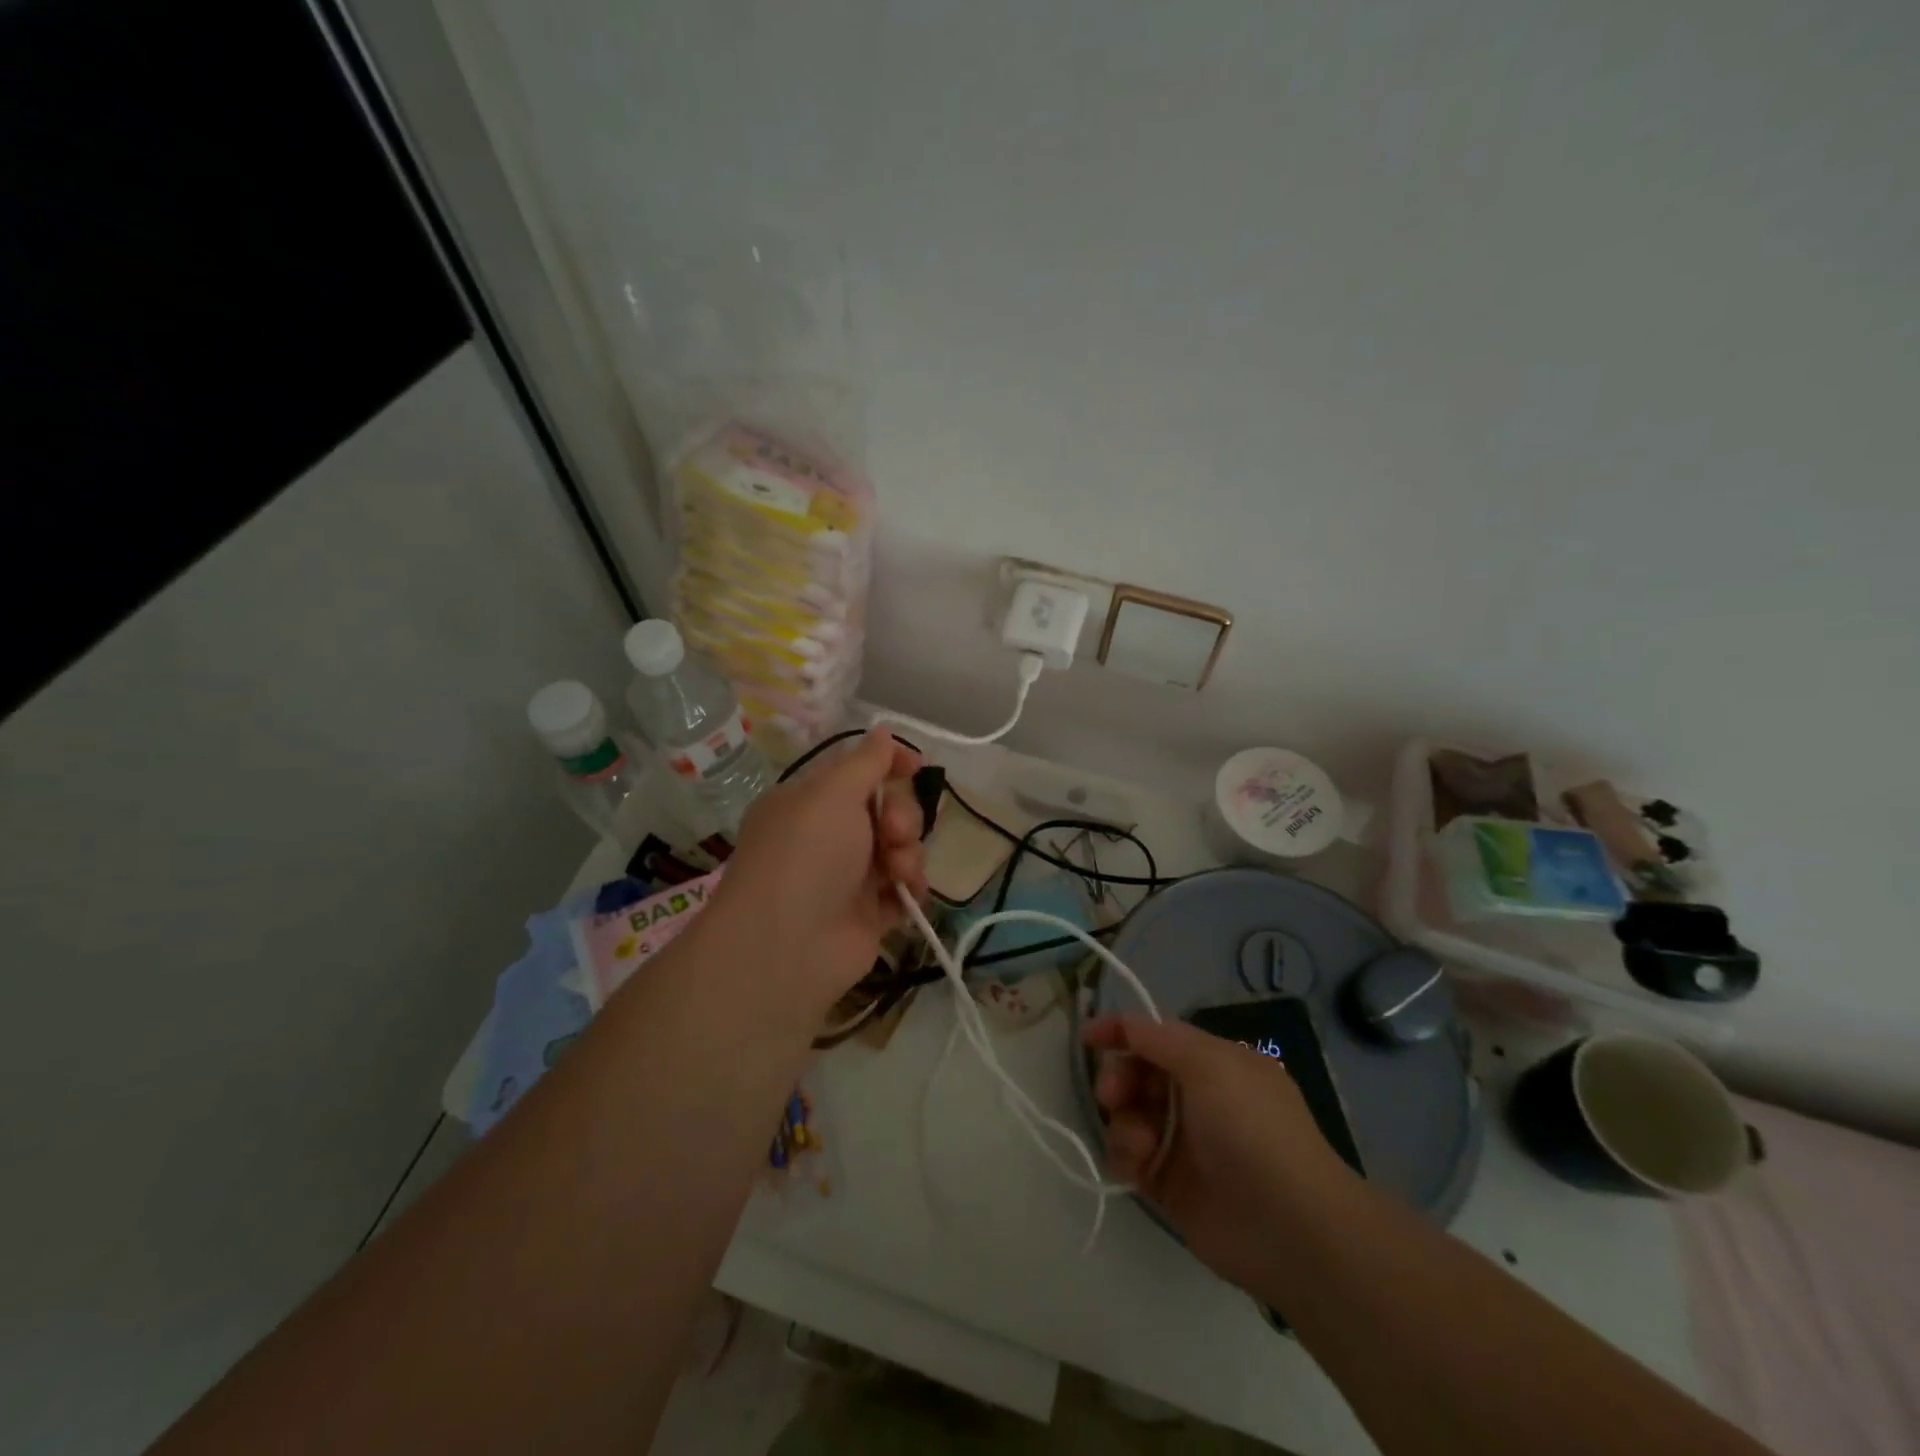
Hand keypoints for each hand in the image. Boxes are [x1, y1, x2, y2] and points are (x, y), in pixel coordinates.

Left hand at [715, 728, 928, 1013]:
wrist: (786, 948)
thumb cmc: (806, 855)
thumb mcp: (833, 793)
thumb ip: (866, 762)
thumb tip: (882, 731)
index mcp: (809, 802)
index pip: (856, 771)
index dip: (889, 765)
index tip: (916, 766)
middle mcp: (827, 836)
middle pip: (886, 809)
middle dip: (902, 815)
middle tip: (894, 832)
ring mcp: (847, 877)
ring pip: (900, 848)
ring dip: (909, 853)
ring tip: (897, 871)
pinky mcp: (867, 915)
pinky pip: (902, 889)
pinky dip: (910, 888)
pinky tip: (906, 894)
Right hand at [1085, 1013, 1356, 1291]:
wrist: (1289, 1228)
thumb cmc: (1251, 1129)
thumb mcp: (1210, 1065)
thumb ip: (1159, 1039)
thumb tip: (1125, 1024)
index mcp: (1214, 1064)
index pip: (1157, 1037)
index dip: (1122, 1032)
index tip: (1088, 1037)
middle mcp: (1197, 1097)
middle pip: (1137, 1073)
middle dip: (1119, 1079)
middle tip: (1112, 1096)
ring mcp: (1183, 1142)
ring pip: (1129, 1115)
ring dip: (1123, 1123)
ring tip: (1138, 1145)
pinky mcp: (1169, 1184)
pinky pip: (1130, 1157)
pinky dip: (1124, 1155)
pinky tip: (1135, 1167)